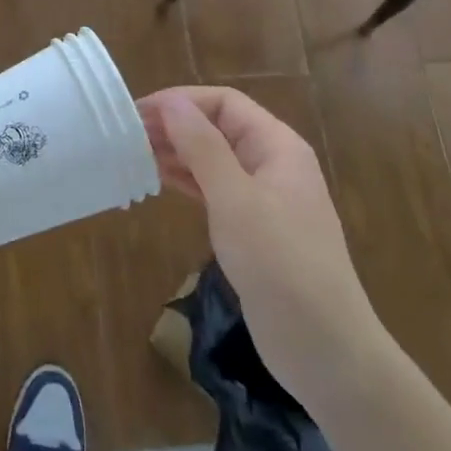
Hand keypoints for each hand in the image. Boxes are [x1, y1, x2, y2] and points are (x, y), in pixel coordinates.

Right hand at [138, 87, 382, 402]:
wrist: (324, 349)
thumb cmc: (280, 264)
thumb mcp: (235, 199)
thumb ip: (202, 147)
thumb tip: (172, 102)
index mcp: (277, 146)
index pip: (224, 103)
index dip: (181, 101)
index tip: (138, 112)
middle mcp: (271, 163)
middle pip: (217, 128)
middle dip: (174, 127)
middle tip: (126, 136)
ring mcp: (263, 198)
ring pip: (212, 159)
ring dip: (176, 154)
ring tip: (132, 156)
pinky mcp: (252, 229)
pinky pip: (214, 190)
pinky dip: (186, 183)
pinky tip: (157, 182)